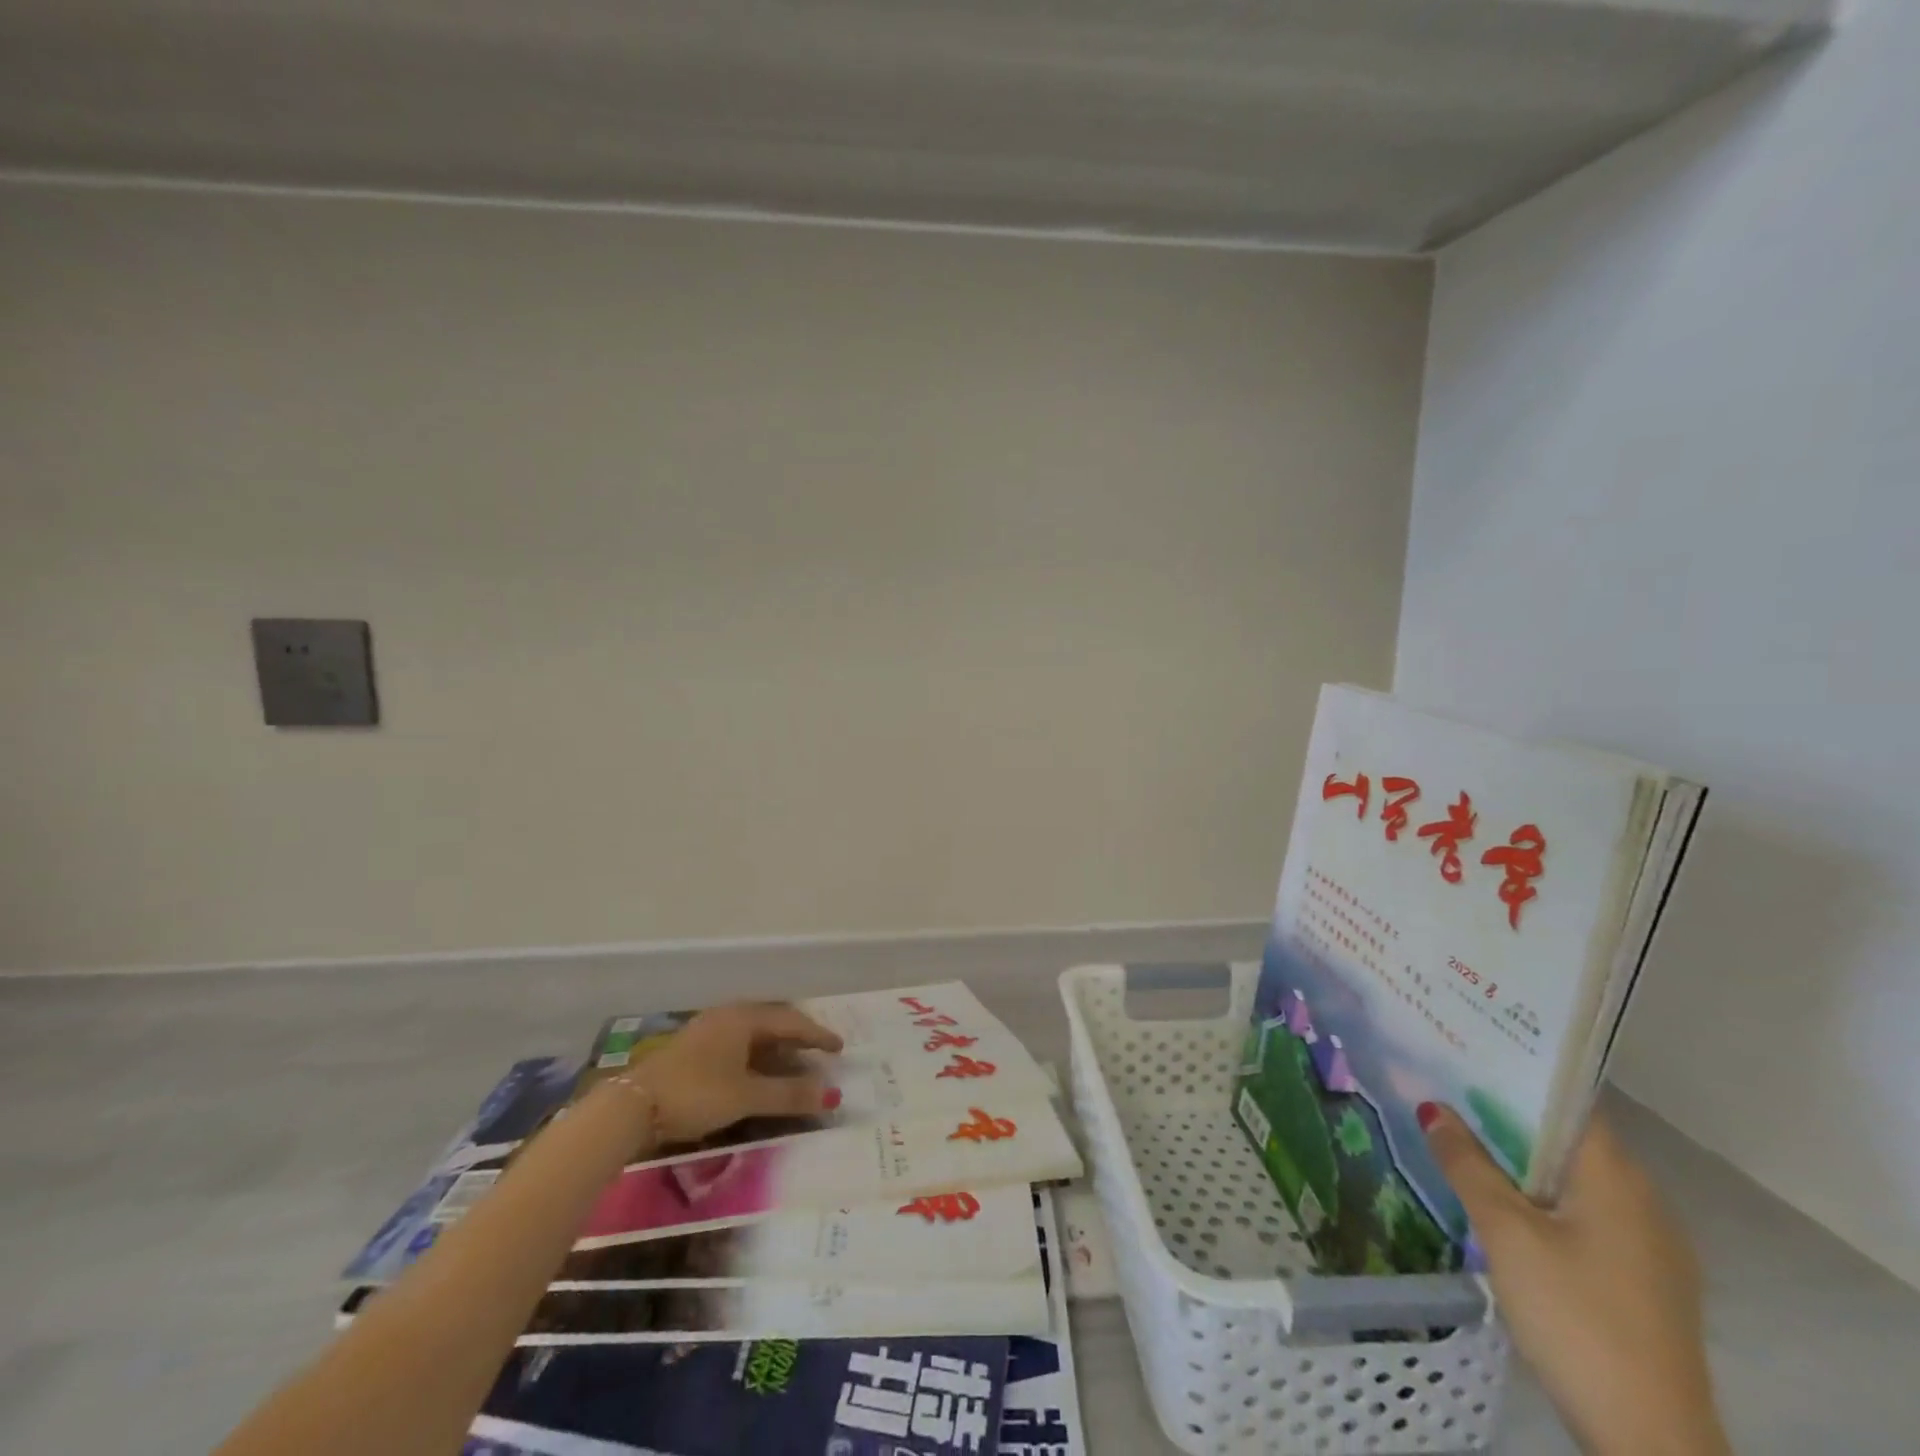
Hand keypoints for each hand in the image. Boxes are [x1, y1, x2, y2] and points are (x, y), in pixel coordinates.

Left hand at [628, 1002, 843, 1144]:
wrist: (632, 1107)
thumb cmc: (696, 1093)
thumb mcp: (746, 1096)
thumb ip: (789, 1095)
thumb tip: (833, 1096)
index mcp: (744, 1017)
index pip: (791, 1021)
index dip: (817, 1035)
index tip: (840, 1048)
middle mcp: (728, 1015)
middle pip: (772, 1021)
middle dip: (798, 1036)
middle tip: (819, 1051)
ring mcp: (708, 1029)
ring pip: (753, 1032)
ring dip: (776, 1046)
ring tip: (793, 1061)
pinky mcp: (693, 1047)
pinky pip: (738, 1042)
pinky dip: (756, 1054)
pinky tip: (756, 1069)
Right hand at [1421, 1105, 1730, 1455]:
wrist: (1651, 1442)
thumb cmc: (1576, 1317)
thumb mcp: (1506, 1233)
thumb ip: (1467, 1164)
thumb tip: (1433, 1108)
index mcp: (1618, 1177)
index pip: (1566, 1100)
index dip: (1514, 1073)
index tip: (1463, 1052)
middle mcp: (1643, 1200)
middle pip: (1567, 1138)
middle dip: (1506, 1115)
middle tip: (1444, 1090)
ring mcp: (1649, 1246)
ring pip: (1573, 1179)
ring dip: (1521, 1159)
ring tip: (1460, 1139)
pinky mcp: (1643, 1282)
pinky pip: (1585, 1214)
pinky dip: (1541, 1197)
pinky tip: (1500, 1204)